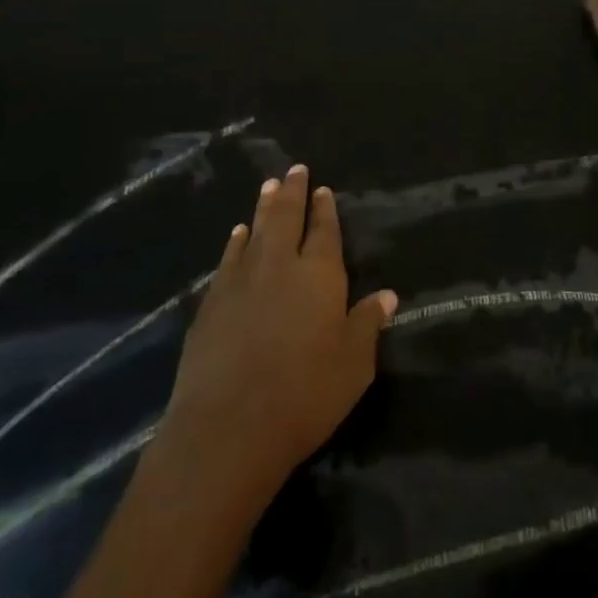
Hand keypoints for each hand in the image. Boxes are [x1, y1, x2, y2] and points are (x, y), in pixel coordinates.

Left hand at [158, 165, 397, 502]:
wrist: (227, 428)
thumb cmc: (304, 395)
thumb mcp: (354, 365)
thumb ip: (367, 324)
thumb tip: (386, 295)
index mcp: (319, 275)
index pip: (325, 232)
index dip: (325, 210)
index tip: (323, 189)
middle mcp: (279, 266)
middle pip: (286, 218)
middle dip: (293, 192)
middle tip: (294, 169)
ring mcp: (240, 282)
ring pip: (255, 232)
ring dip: (263, 208)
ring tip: (268, 186)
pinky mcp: (211, 304)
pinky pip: (228, 259)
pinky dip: (235, 242)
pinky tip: (237, 235)